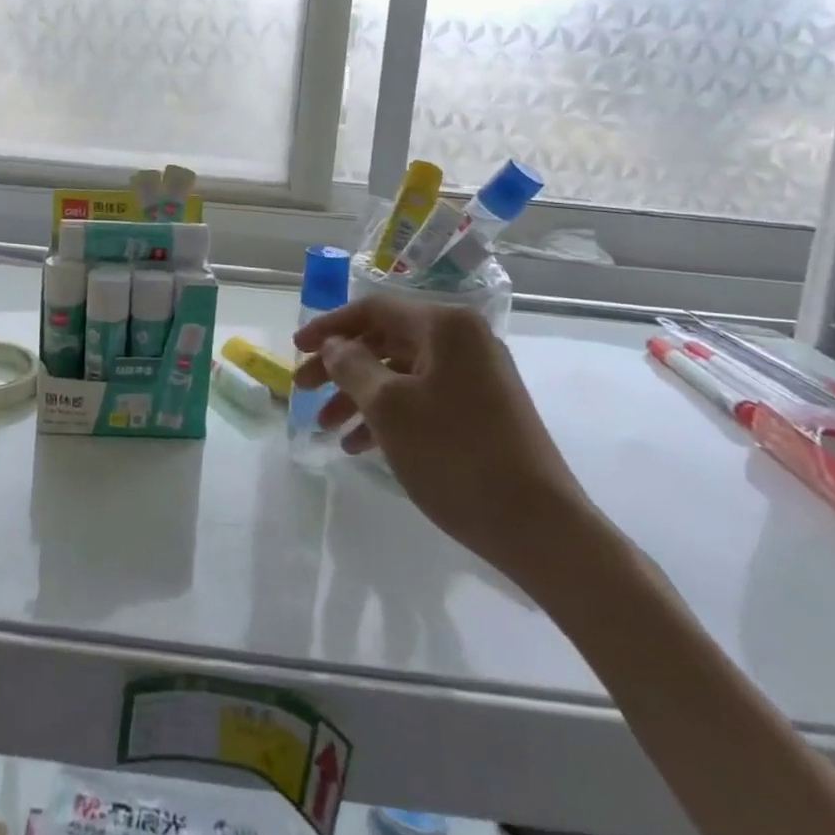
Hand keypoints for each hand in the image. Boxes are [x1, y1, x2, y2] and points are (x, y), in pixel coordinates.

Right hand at [294, 295, 597, 586]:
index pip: (373, 309)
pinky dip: (389, 413)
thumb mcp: (389, 407)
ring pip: (401, 372)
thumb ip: (352, 366)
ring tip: (327, 427)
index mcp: (445, 326)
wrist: (539, 525)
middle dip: (340, 365)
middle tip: (303, 389)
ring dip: (360, 394)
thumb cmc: (455, 455)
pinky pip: (423, 396)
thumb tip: (334, 345)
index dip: (328, 326)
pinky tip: (361, 445)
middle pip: (386, 339)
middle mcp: (463, 340)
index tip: (295, 350)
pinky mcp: (483, 408)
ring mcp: (477, 375)